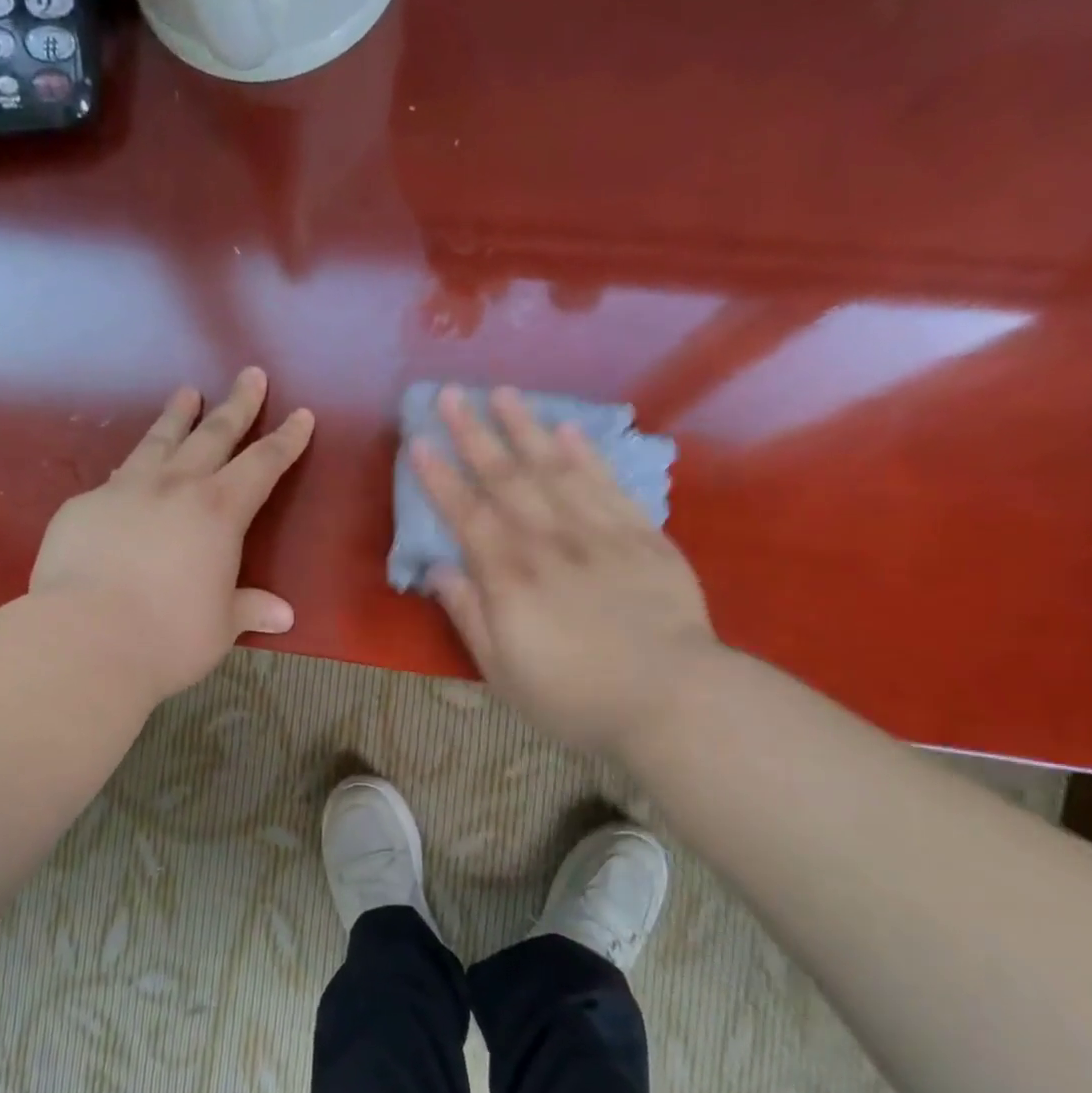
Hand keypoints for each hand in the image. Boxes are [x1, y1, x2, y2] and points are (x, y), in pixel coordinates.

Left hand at [31, 368, 314, 703]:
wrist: (84, 639)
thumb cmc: (168, 636)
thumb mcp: (220, 626)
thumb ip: (249, 609)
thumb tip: (283, 615)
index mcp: (219, 512)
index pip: (262, 464)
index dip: (285, 440)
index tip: (301, 414)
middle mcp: (174, 487)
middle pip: (213, 434)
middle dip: (236, 404)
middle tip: (249, 374)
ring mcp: (124, 490)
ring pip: (158, 441)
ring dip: (177, 415)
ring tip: (186, 391)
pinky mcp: (82, 506)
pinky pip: (115, 477)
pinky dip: (131, 468)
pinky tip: (127, 470)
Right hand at [412, 386, 716, 752]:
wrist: (673, 700)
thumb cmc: (575, 696)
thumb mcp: (503, 671)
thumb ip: (468, 615)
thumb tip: (439, 568)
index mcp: (509, 576)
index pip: (466, 514)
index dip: (439, 476)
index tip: (418, 441)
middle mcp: (548, 541)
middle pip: (505, 478)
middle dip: (474, 434)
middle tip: (451, 395)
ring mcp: (598, 532)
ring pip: (554, 468)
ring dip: (525, 428)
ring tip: (503, 393)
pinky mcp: (641, 535)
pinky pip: (608, 484)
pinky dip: (586, 454)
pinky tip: (568, 430)